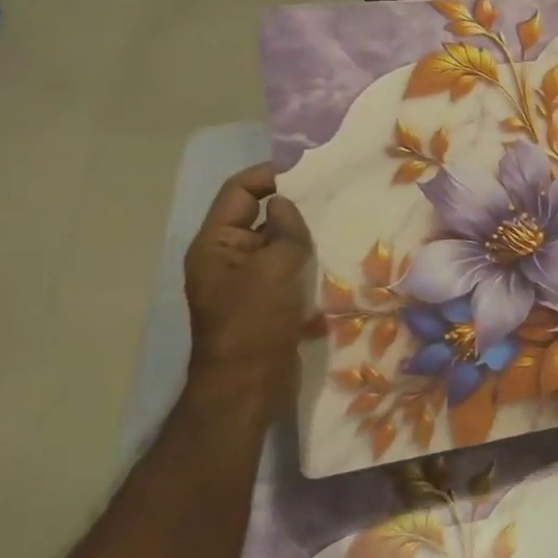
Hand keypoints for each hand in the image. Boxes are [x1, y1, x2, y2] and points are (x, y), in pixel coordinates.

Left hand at [183, 164, 312, 409]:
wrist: (247, 387)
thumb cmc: (255, 323)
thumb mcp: (273, 269)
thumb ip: (284, 231)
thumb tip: (285, 204)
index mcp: (215, 244)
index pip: (239, 191)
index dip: (270, 175)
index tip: (309, 170)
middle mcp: (226, 258)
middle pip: (258, 216)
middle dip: (293, 205)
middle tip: (334, 194)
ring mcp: (246, 281)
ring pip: (277, 244)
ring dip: (304, 235)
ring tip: (341, 222)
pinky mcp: (265, 301)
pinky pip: (287, 269)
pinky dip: (307, 261)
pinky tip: (336, 258)